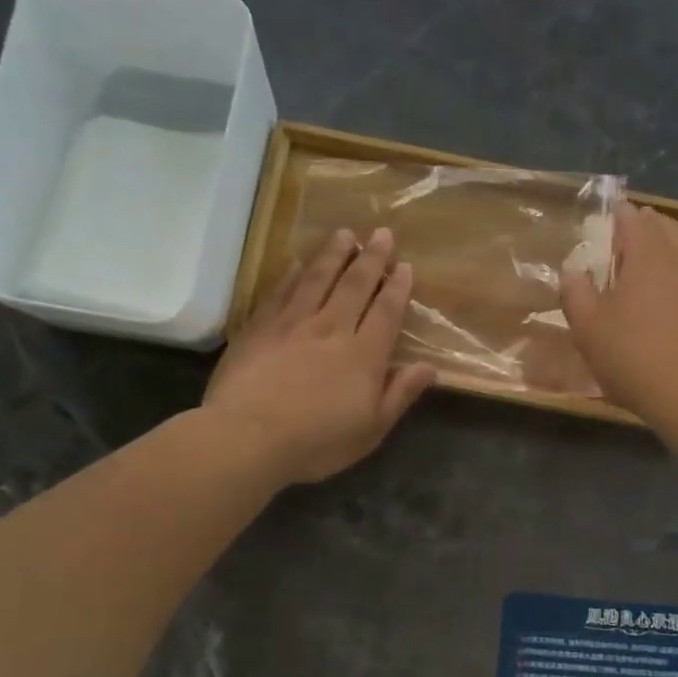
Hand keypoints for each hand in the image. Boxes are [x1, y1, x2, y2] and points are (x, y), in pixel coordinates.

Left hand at [206, 227, 435, 485]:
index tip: (404, 266)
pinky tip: (297, 262)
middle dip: (371, 258)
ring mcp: (292, 324)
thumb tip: (430, 368)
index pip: (386, 312)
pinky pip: (280, 292)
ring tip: (345, 234)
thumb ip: (399, 394)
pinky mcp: (259, 327)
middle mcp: (331, 329)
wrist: (247, 437)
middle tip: (381, 233)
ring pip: (317, 279)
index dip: (397, 288)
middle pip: (355, 285)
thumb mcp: (370, 430)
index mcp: (363, 355)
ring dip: (334, 254)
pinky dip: (291, 274)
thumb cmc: (316, 442)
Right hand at [560, 201, 677, 424]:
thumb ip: (576, 293)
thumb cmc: (633, 356)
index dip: (617, 213)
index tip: (605, 214)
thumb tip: (572, 270)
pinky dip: (675, 275)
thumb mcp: (588, 328)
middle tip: (625, 231)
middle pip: (665, 228)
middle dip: (645, 223)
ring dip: (664, 247)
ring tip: (643, 262)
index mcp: (646, 256)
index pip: (632, 219)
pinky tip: (663, 298)